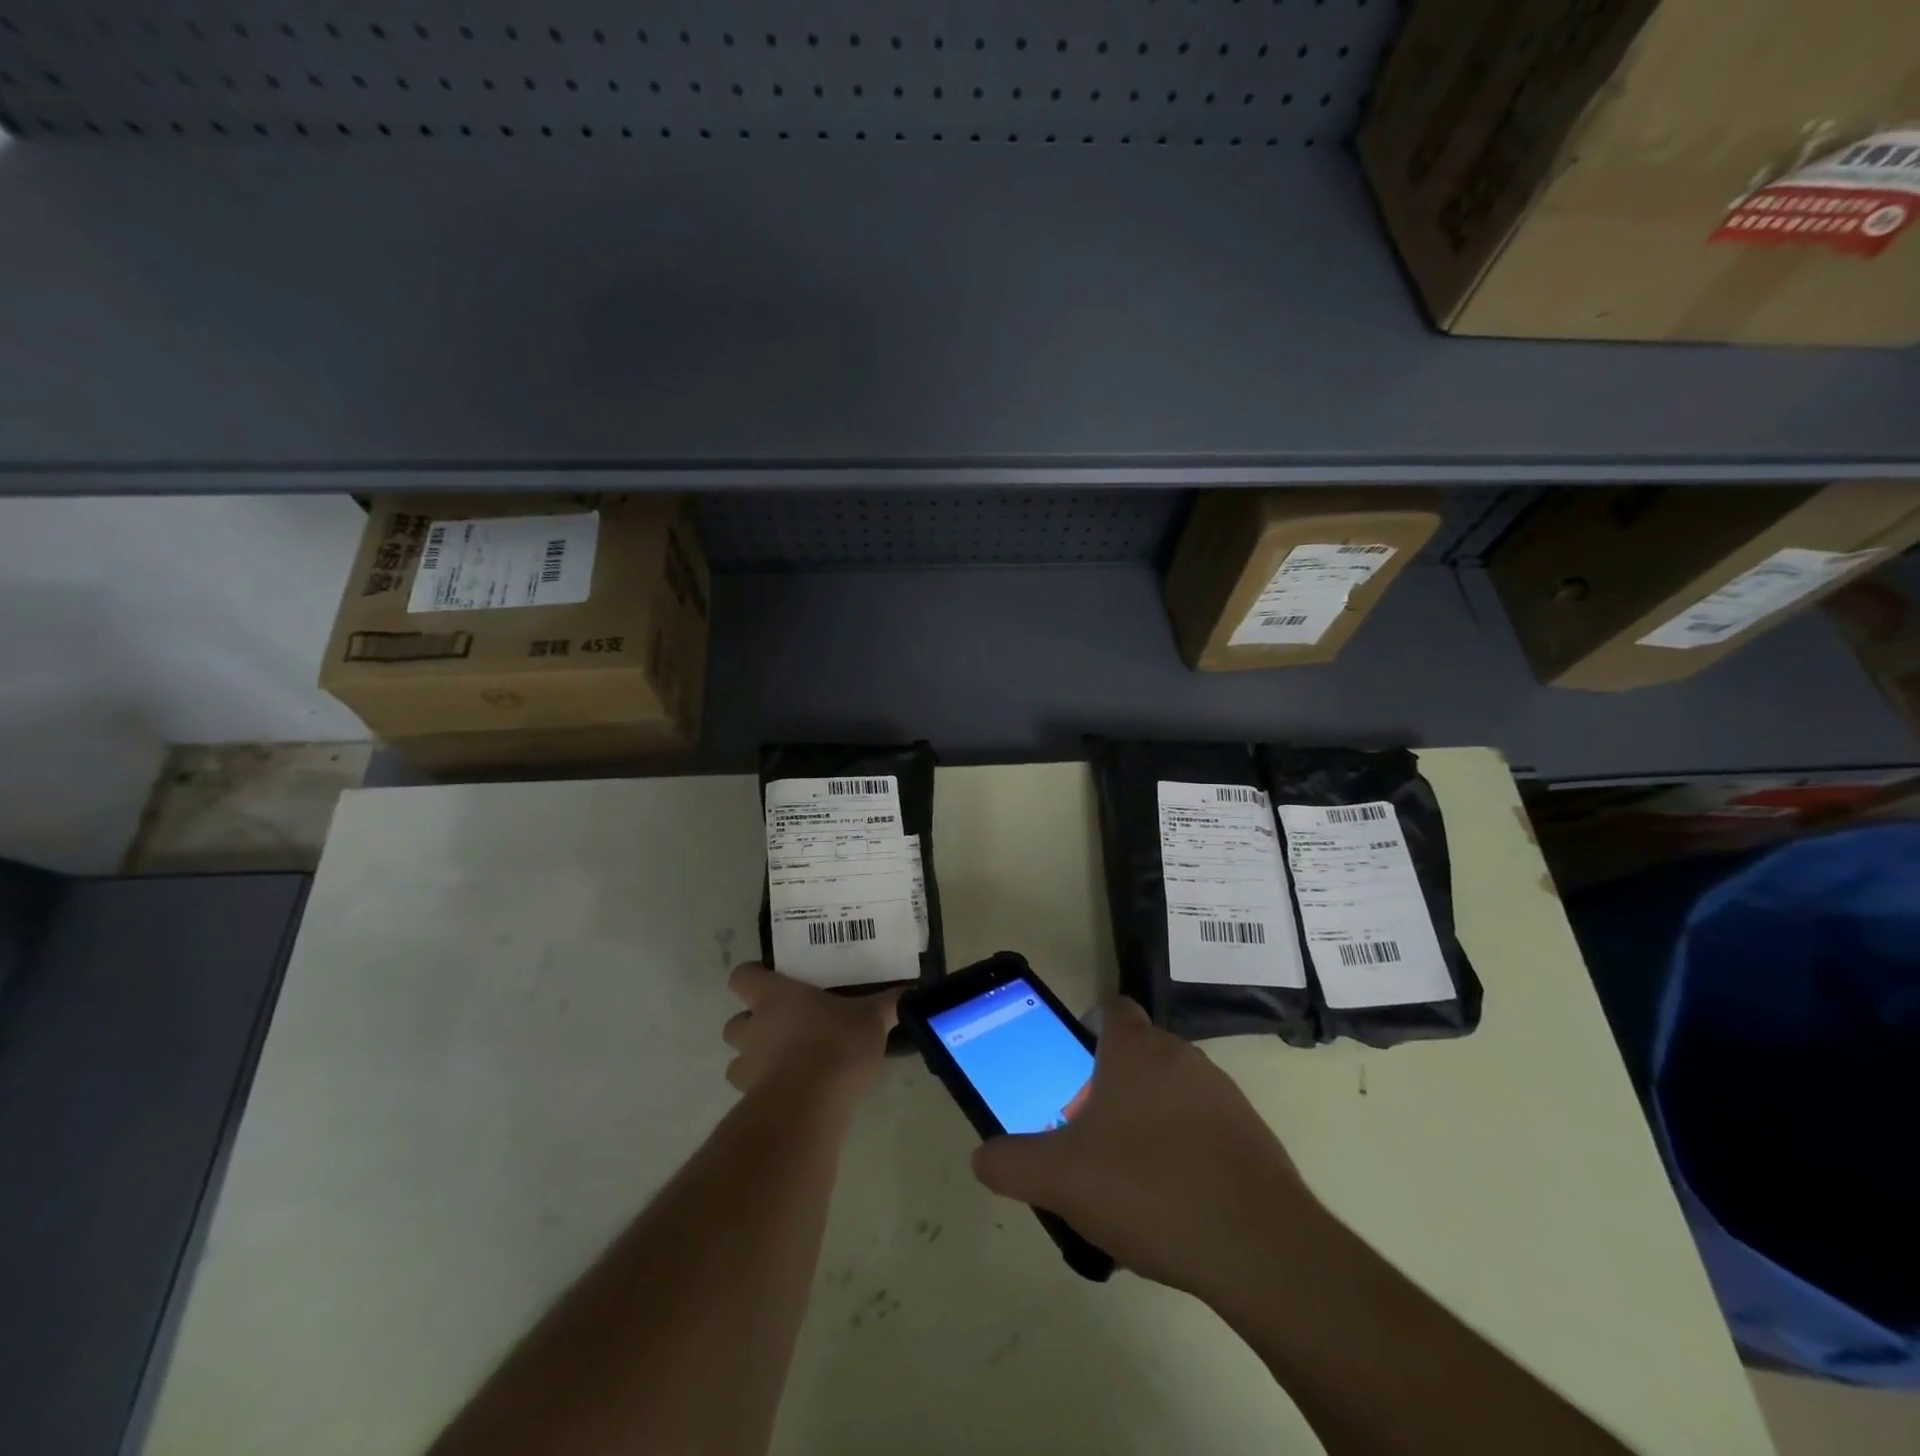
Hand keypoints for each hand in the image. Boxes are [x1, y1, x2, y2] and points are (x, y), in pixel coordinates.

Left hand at [721, 963, 899, 1101]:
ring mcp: (747, 1067)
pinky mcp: (750, 1101)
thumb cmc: (835, 1044)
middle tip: (784, 1028)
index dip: (753, 977)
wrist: (809, 1105)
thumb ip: (889, 1003)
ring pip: (737, 1060)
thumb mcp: (871, 1018)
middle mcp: (753, 1027)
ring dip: (755, 1060)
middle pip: (734, 1022)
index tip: (772, 981)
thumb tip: (914, 991)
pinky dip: (766, 1092)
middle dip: (752, 1025)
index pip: (742, 976)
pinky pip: (751, 1093)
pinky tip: (794, 1094)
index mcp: (774, 996)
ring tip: (787, 1064)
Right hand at [972, 997, 1317, 1301]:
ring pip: (1173, 1090)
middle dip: (1112, 1084)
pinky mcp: (1253, 1136)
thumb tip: (982, 1156)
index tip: (1074, 1068)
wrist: (1260, 1248)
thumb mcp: (1060, 1179)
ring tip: (1130, 1176)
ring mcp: (1224, 1094)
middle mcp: (1182, 1057)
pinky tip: (1175, 1202)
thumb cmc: (1148, 1189)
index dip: (1090, 1029)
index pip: (1112, 1010)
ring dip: (1150, 1118)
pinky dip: (1187, 1149)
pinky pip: (1206, 1127)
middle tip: (1090, 1134)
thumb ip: (1011, 1164)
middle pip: (1139, 1053)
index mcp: (1135, 1051)